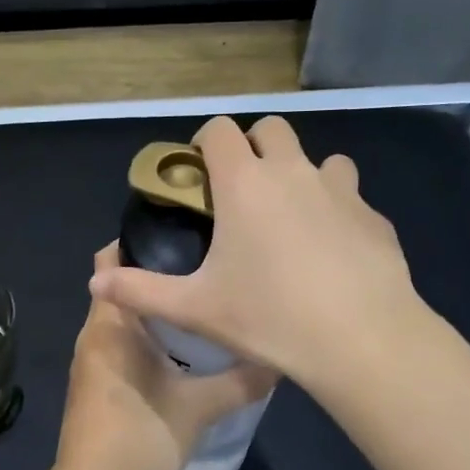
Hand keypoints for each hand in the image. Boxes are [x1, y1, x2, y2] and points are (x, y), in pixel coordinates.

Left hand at [54, 245, 276, 469]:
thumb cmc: (141, 435)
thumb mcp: (200, 406)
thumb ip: (241, 380)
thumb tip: (279, 359)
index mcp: (109, 324)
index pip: (109, 260)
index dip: (139, 240)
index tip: (181, 232)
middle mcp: (92, 334)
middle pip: (120, 289)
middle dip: (156, 276)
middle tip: (205, 266)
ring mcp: (90, 362)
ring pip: (121, 321)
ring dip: (153, 311)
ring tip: (200, 302)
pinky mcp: (94, 385)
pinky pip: (118, 345)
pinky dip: (144, 338)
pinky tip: (180, 349)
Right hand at [89, 115, 428, 390]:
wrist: (361, 340)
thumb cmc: (268, 317)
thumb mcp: (195, 308)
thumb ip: (140, 291)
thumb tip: (95, 283)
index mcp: (245, 183)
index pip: (220, 130)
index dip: (205, 141)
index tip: (200, 172)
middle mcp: (293, 172)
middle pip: (272, 129)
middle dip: (254, 148)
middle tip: (242, 193)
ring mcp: (340, 191)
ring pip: (320, 159)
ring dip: (302, 175)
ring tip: (291, 219)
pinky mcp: (374, 217)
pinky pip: (351, 198)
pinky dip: (336, 211)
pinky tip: (332, 254)